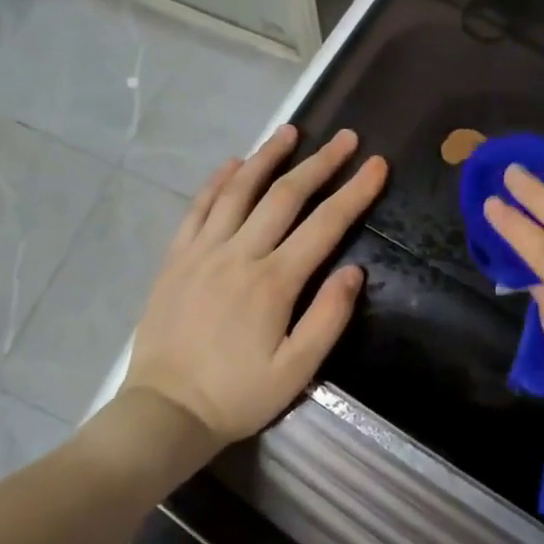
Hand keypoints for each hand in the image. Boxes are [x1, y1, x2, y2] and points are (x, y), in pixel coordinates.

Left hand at [124, 124, 387, 441]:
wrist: (165, 411)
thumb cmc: (238, 395)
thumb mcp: (296, 370)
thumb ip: (328, 318)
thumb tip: (354, 271)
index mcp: (274, 282)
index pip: (325, 224)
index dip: (355, 192)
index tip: (377, 165)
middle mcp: (239, 254)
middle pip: (285, 196)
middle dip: (320, 163)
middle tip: (345, 138)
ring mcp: (202, 252)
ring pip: (239, 191)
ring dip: (267, 157)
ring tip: (290, 131)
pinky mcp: (176, 259)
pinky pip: (198, 208)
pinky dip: (217, 182)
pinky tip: (233, 164)